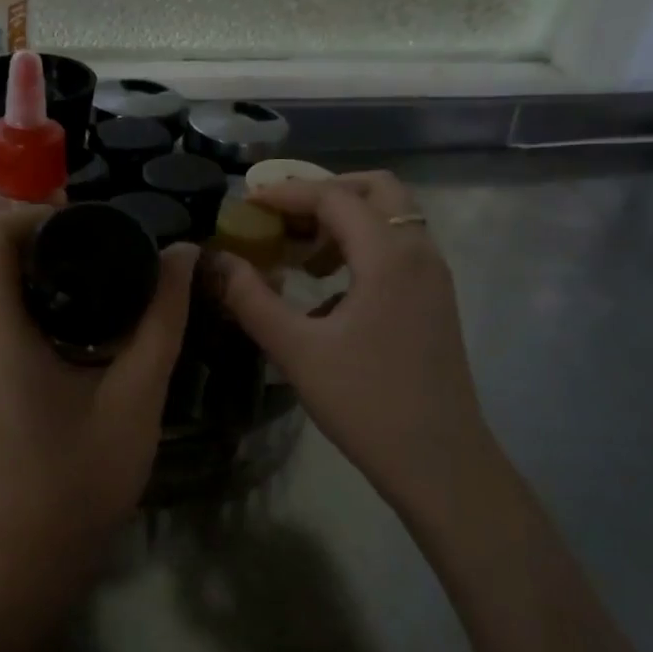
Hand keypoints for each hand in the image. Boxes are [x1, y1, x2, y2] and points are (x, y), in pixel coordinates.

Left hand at [0, 204, 197, 555]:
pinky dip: (12, 307)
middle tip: (90, 246)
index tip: (77, 224)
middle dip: (28, 240)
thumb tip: (183, 254)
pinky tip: (58, 328)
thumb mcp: (138, 392)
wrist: (37, 548)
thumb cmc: (89, 471)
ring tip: (80, 282)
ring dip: (21, 274)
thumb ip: (162, 318)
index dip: (25, 215)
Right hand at [209, 171, 491, 508]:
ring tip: (300, 257)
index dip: (286, 193)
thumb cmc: (365, 403)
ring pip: (391, 219)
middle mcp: (419, 252)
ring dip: (345, 222)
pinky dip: (362, 249)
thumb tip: (214, 260)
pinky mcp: (435, 301)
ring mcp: (434, 277)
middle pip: (375, 190)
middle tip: (282, 219)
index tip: (247, 203)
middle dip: (324, 194)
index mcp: (389, 256)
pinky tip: (328, 294)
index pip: (334, 197)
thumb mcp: (296, 350)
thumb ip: (251, 298)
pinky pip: (398, 250)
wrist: (438, 462)